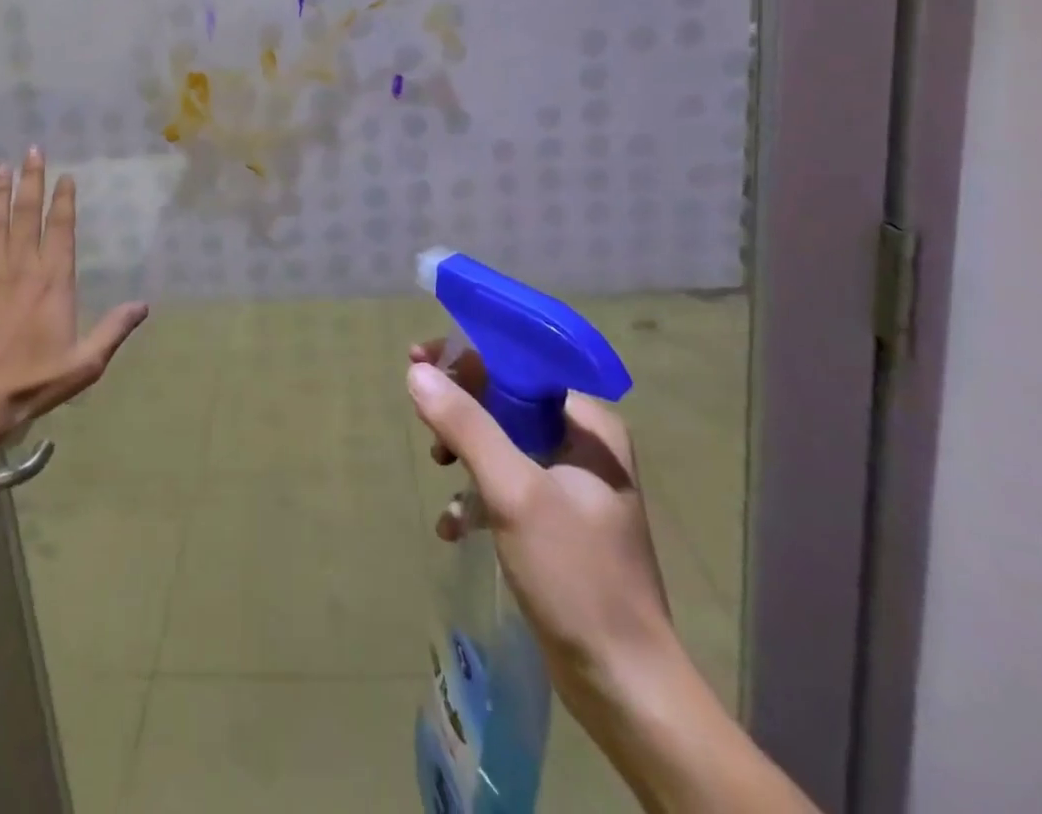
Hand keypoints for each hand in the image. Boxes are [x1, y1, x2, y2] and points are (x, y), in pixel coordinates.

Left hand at [0, 148, 148, 438]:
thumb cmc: (31, 383)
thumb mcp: (84, 364)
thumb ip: (113, 330)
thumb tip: (143, 305)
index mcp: (53, 283)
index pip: (60, 230)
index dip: (64, 201)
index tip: (65, 175)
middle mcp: (20, 270)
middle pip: (26, 216)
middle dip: (31, 182)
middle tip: (32, 150)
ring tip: (0, 165)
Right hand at [406, 343, 676, 712]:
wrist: (623, 684)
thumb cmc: (575, 575)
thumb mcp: (513, 492)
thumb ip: (466, 426)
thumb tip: (418, 373)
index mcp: (588, 425)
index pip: (520, 365)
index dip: (467, 357)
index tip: (419, 360)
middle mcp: (584, 444)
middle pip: (507, 400)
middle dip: (461, 409)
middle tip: (424, 420)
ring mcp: (572, 484)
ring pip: (502, 442)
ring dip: (465, 452)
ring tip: (438, 469)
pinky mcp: (558, 521)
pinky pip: (507, 485)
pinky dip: (478, 496)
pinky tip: (454, 525)